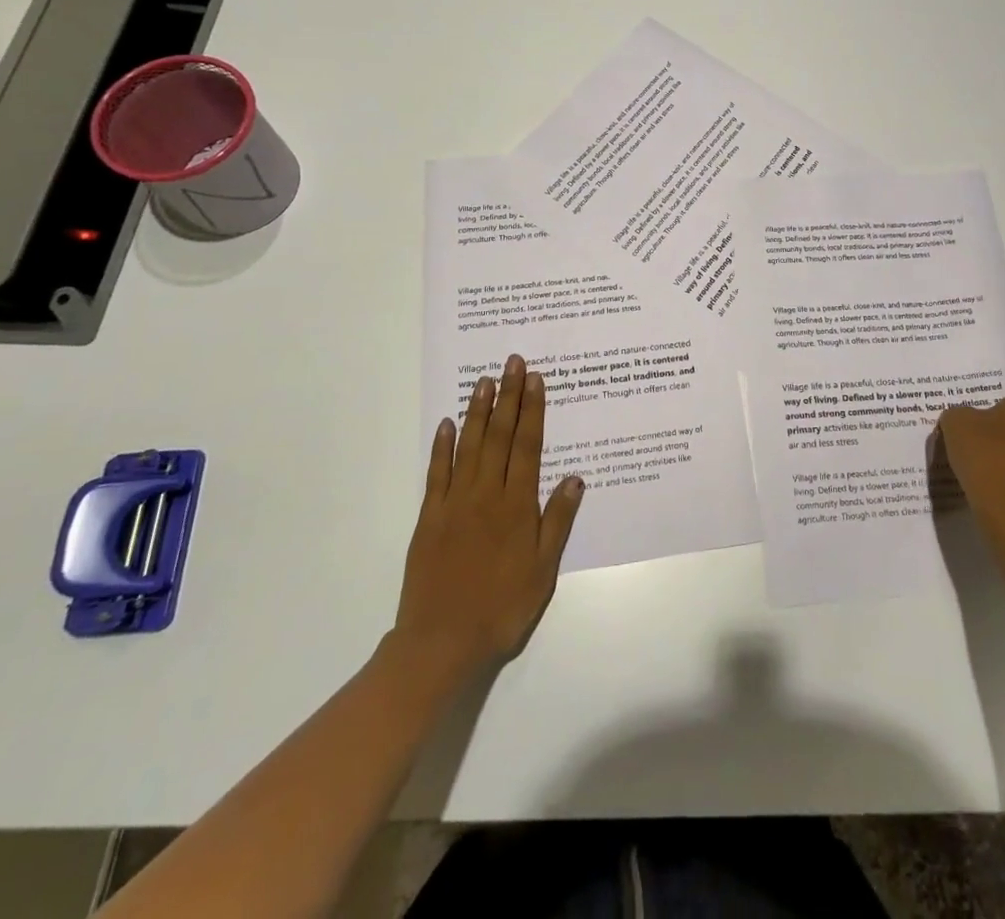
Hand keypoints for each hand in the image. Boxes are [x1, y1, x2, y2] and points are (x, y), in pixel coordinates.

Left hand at [388, 355, 584, 691]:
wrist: (442, 642)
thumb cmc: (502, 607)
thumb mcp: (543, 570)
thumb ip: (557, 521)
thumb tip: (575, 479)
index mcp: (517, 506)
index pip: (527, 446)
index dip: (532, 410)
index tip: (534, 379)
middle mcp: (486, 494)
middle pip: (498, 436)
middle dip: (507, 397)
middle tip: (511, 363)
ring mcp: (454, 503)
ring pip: (468, 447)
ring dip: (477, 411)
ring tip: (484, 381)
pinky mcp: (429, 518)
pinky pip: (436, 474)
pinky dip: (441, 446)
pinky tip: (446, 424)